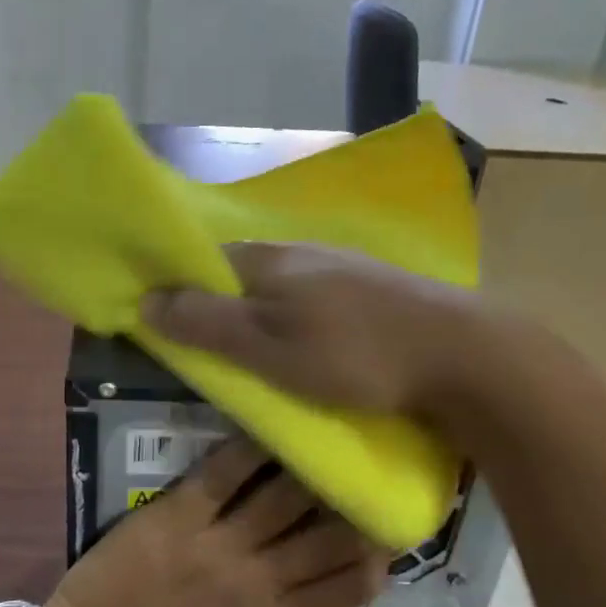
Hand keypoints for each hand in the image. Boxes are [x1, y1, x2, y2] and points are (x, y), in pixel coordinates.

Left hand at [44, 438, 390, 606]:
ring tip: (329, 445)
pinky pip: (222, 474)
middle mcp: (257, 578)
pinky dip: (250, 450)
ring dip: (313, 470)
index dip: (377, 558)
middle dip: (356, 506)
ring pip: (283, 496)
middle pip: (326, 534)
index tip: (387, 532)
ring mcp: (217, 542)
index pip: (348, 586)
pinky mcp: (176, 514)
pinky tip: (271, 429)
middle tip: (366, 477)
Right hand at [140, 242, 479, 416]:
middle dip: (221, 305)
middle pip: (242, 274)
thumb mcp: (267, 347)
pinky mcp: (373, 288)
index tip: (169, 330)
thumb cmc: (351, 355)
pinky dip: (299, 318)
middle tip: (214, 354)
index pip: (203, 262)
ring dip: (262, 314)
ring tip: (259, 356)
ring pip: (281, 286)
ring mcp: (341, 265)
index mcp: (266, 259)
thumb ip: (206, 323)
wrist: (461, 355)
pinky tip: (312, 344)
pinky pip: (315, 298)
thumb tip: (145, 300)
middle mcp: (300, 251)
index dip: (180, 292)